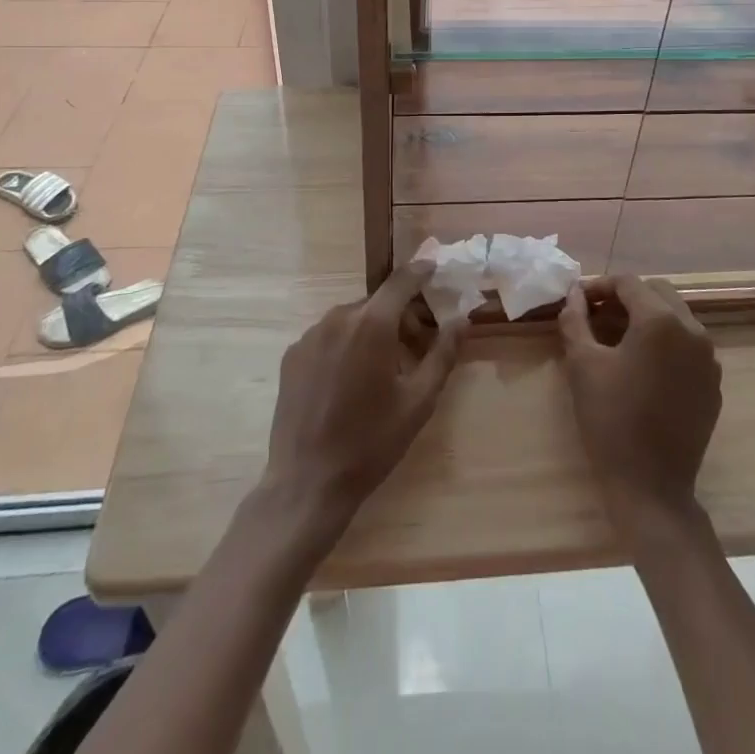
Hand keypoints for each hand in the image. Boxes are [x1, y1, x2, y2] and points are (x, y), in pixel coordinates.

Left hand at [261, 264, 463, 535]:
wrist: (307, 483)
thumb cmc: (371, 443)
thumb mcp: (419, 401)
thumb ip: (443, 354)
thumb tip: (462, 320)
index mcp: (371, 324)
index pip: (402, 281)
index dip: (421, 272)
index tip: (435, 269)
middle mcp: (338, 318)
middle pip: (378, 303)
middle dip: (401, 316)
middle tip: (418, 346)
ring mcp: (310, 336)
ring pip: (353, 319)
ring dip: (373, 331)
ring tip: (384, 370)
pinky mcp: (292, 355)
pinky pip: (329, 336)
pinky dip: (346, 345)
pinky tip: (350, 382)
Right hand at [560, 275, 721, 533]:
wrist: (652, 487)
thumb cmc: (611, 420)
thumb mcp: (582, 364)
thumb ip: (575, 320)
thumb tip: (574, 294)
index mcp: (661, 320)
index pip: (628, 283)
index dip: (600, 286)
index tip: (578, 300)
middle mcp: (692, 330)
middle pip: (657, 292)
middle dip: (626, 296)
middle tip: (597, 313)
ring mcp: (709, 358)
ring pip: (677, 316)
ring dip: (648, 316)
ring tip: (618, 336)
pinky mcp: (714, 383)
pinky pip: (689, 345)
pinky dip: (666, 341)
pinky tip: (644, 364)